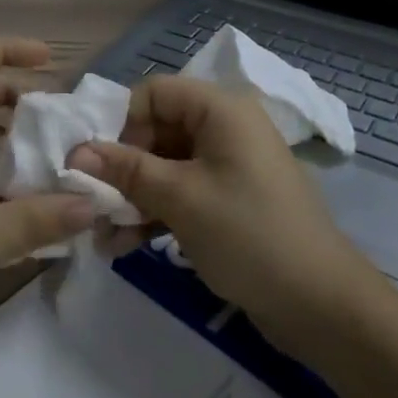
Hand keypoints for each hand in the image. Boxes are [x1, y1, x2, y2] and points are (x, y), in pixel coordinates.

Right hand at [71, 76, 371, 356]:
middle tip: (93, 203)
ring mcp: (228, 166)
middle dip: (121, 167)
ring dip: (132, 196)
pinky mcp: (229, 201)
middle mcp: (225, 128)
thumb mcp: (180, 198)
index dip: (122, 122)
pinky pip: (182, 193)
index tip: (99, 163)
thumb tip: (76, 152)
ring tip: (101, 234)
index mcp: (220, 110)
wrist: (322, 306)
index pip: (154, 92)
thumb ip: (126, 170)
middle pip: (157, 130)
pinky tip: (124, 246)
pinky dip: (155, 213)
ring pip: (165, 166)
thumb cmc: (248, 234)